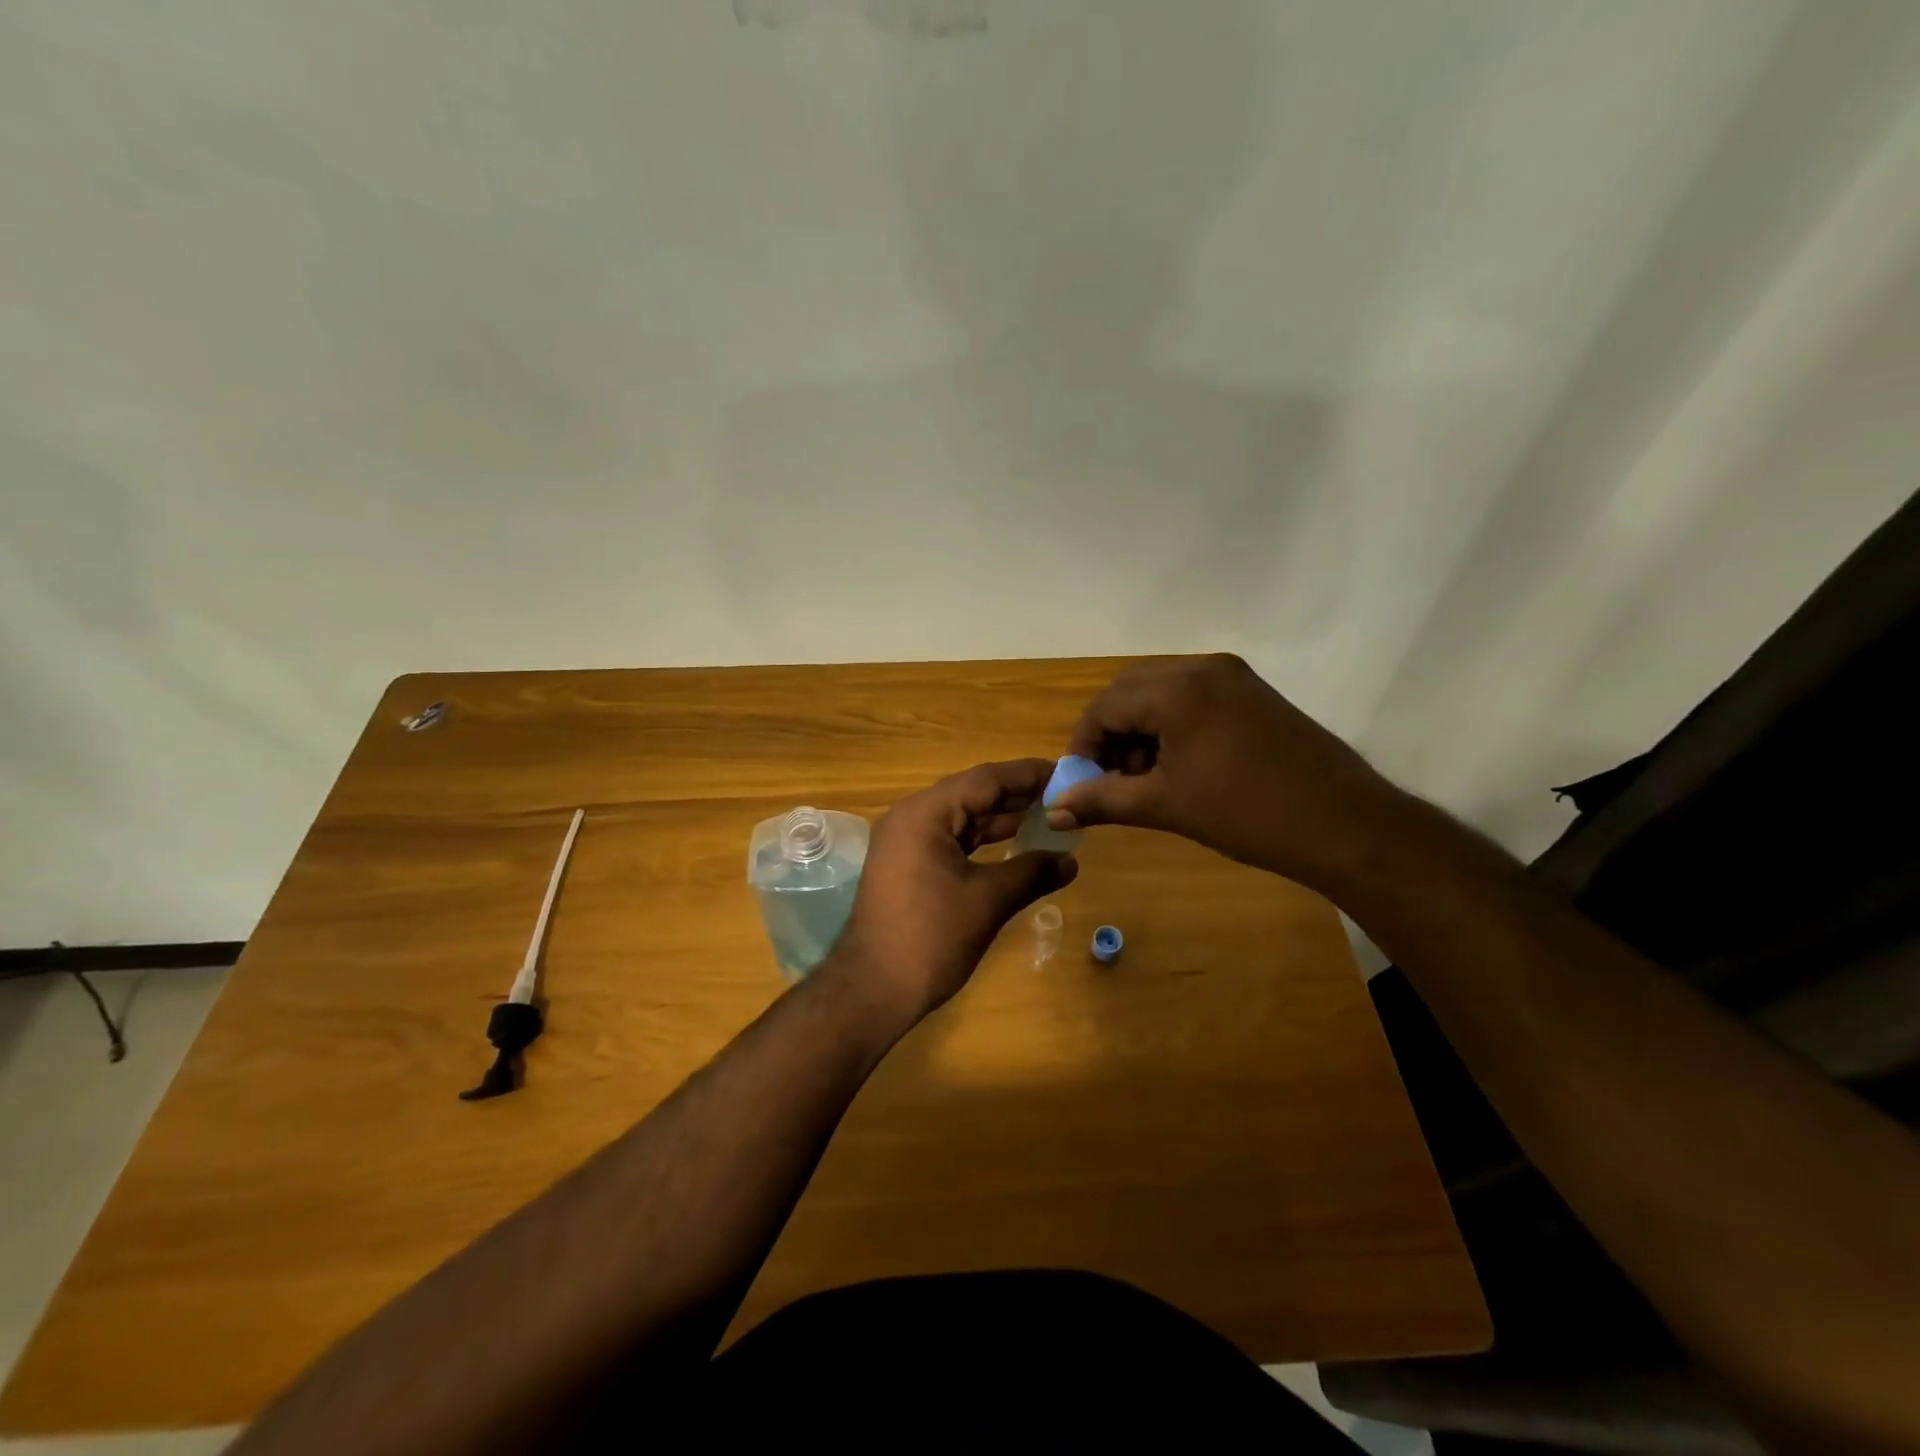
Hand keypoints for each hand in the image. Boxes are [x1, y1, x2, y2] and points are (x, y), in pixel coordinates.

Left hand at [822, 760, 1078, 1021]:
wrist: (873, 990)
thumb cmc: (931, 938)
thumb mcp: (988, 901)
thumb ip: (1031, 872)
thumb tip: (1070, 861)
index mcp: (925, 814)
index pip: (985, 779)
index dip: (1028, 774)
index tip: (1067, 772)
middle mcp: (911, 817)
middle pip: (973, 794)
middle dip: (1019, 795)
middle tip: (1066, 795)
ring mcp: (906, 842)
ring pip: (962, 818)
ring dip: (1002, 818)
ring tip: (1050, 816)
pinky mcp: (908, 865)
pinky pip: (952, 839)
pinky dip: (983, 840)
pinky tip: (1016, 843)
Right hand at [1045, 655, 1404, 889]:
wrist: (1344, 825)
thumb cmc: (1246, 814)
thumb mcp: (1166, 806)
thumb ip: (1103, 800)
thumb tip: (1054, 810)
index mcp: (1178, 688)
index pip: (1105, 706)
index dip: (1083, 745)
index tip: (1079, 783)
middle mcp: (1203, 668)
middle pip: (1131, 692)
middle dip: (1110, 735)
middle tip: (1107, 780)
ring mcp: (1233, 677)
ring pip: (1161, 694)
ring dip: (1140, 731)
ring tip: (1142, 780)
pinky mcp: (1253, 694)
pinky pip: (1192, 699)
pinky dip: (1171, 727)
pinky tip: (1176, 767)